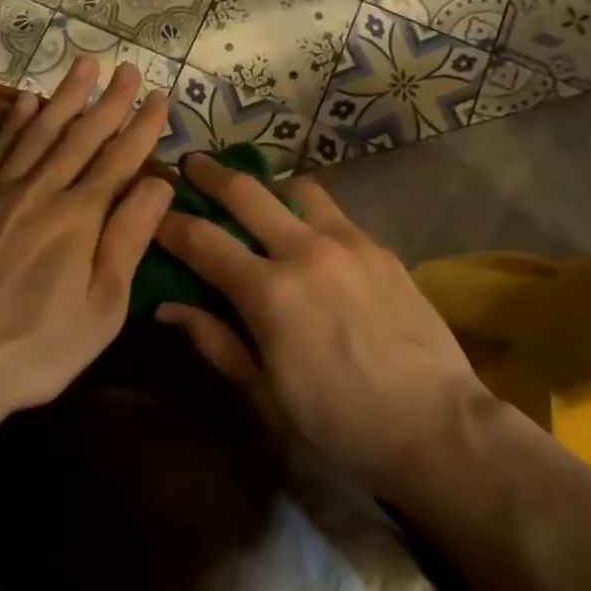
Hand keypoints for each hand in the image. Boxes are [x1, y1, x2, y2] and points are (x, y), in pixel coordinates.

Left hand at [0, 59, 172, 423]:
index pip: (119, 159)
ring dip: (64, 97)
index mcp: (79, 216)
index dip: (142, 127)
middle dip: (109, 101)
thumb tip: (158, 183)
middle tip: (126, 69)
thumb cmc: (37, 346)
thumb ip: (129, 239)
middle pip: (81, 135)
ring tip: (83, 66)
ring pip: (38, 132)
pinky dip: (13, 123)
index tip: (159, 97)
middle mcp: (40, 191)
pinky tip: (24, 102)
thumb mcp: (102, 306)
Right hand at [153, 154, 493, 499]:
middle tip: (192, 164)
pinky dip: (310, 214)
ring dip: (269, 188)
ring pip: (296, 190)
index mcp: (268, 292)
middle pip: (245, 192)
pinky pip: (334, 214)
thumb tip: (169, 307)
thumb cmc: (339, 424)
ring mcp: (348, 243)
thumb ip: (216, 341)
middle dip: (210, 174)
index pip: (202, 241)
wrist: (437, 426)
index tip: (153, 214)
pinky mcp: (380, 249)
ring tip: (260, 199)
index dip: (170, 224)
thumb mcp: (265, 395)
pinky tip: (313, 239)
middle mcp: (305, 251)